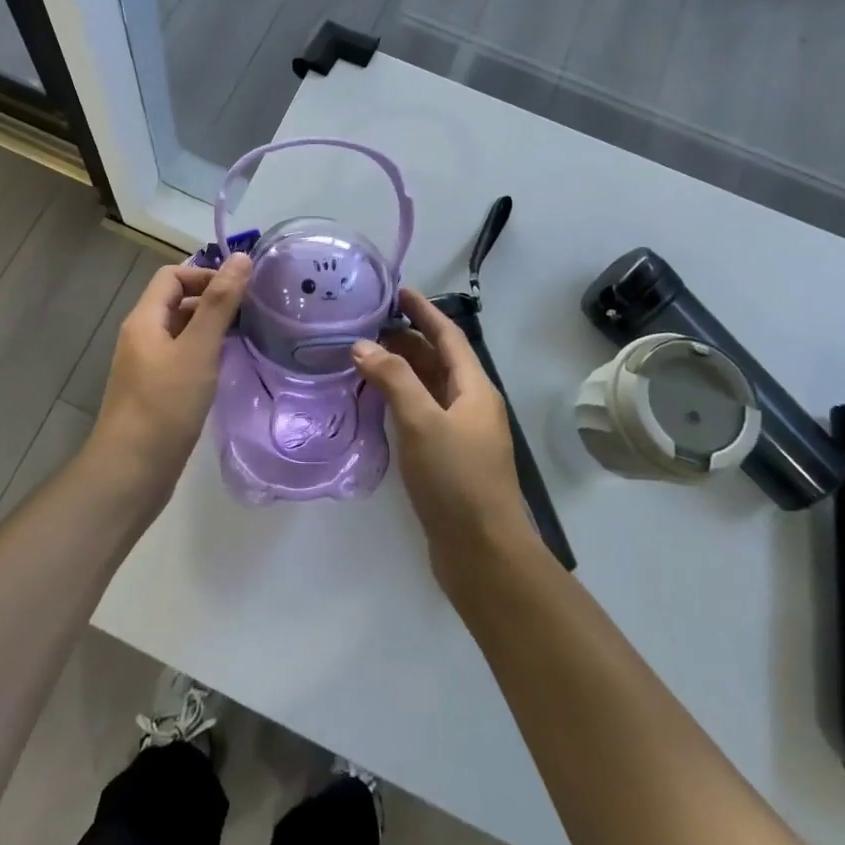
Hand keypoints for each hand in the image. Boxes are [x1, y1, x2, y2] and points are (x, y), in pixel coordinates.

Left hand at [90, 253, 251, 502]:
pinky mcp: (156, 391)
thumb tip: (241, 258)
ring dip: (211, 328)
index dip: (205, 275)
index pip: (173, 276)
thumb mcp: (197, 350)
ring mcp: (147, 366)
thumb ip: (220, 304)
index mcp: (144, 320)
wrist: (131, 473)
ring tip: (246, 337)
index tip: (240, 291)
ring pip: (182, 331)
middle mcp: (142, 336)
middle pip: (177, 301)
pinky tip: (226, 368)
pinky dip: (205, 354)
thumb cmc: (164, 406)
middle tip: (252, 312)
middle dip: (212, 300)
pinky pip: (182, 358)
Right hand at [351, 289, 535, 579]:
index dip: (423, 310)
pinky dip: (399, 398)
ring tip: (363, 354)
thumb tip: (362, 345)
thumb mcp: (422, 422)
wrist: (483, 555)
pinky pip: (421, 412)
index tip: (396, 289)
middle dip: (406, 337)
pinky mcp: (447, 457)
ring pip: (428, 386)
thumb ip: (393, 379)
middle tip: (366, 323)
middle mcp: (470, 404)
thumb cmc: (457, 480)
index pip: (447, 335)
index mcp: (474, 388)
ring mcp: (459, 432)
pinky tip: (375, 400)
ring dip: (400, 368)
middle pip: (437, 359)